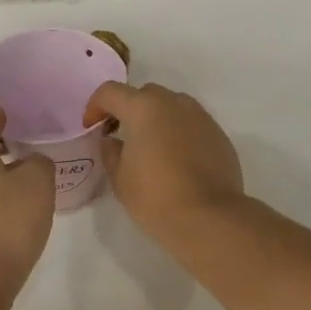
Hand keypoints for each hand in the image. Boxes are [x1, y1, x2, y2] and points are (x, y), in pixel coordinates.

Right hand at [83, 81, 245, 236]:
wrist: (209, 218)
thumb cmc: (155, 196)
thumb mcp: (120, 178)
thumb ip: (110, 152)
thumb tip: (113, 141)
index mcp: (144, 107)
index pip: (110, 92)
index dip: (95, 106)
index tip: (91, 128)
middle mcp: (174, 102)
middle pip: (144, 94)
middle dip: (129, 109)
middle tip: (121, 135)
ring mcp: (200, 116)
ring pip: (172, 106)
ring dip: (157, 118)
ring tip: (152, 147)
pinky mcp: (218, 134)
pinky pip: (192, 124)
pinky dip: (179, 132)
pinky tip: (177, 160)